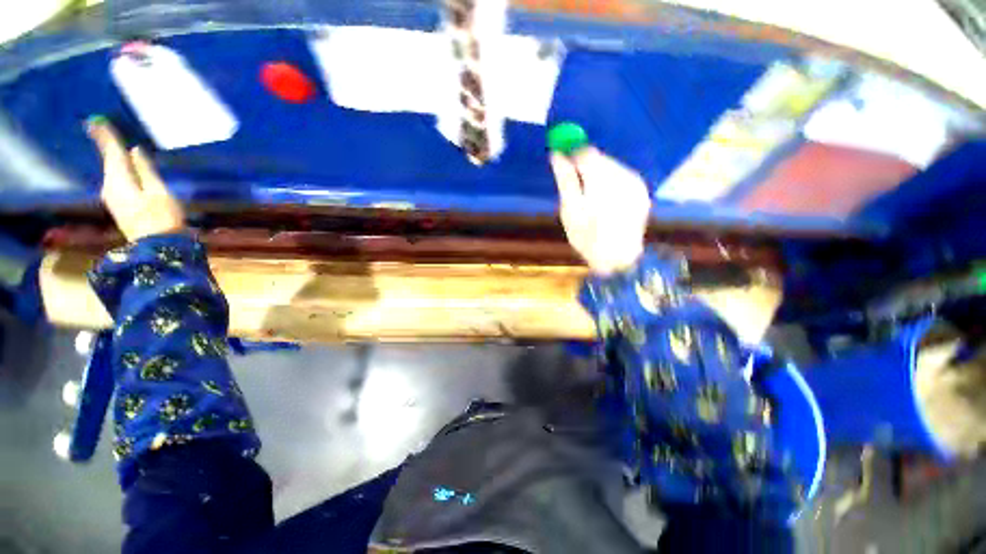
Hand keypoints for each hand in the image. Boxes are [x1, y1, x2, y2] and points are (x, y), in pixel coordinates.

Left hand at [86, 118, 184, 241]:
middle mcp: (110, 186)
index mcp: (119, 180)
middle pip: (109, 161)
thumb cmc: (161, 219)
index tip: (94, 122)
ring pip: (112, 171)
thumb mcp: (158, 192)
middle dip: (107, 146)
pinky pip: (117, 180)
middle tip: (102, 129)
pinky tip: (125, 168)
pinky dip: (119, 170)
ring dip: (114, 158)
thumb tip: (135, 151)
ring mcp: (113, 198)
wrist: (156, 248)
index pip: (111, 153)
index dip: (104, 137)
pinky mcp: (119, 205)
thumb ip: (146, 171)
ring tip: (115, 146)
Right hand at [550, 148, 651, 274]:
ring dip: (598, 173)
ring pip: (612, 166)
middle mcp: (623, 179)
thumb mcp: (570, 211)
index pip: (588, 154)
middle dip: (586, 166)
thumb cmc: (588, 239)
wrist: (617, 261)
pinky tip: (604, 198)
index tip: (563, 157)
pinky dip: (610, 181)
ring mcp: (636, 185)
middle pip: (601, 159)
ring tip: (589, 195)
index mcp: (602, 184)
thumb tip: (557, 154)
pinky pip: (622, 176)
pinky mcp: (642, 192)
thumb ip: (565, 180)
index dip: (574, 152)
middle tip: (575, 182)